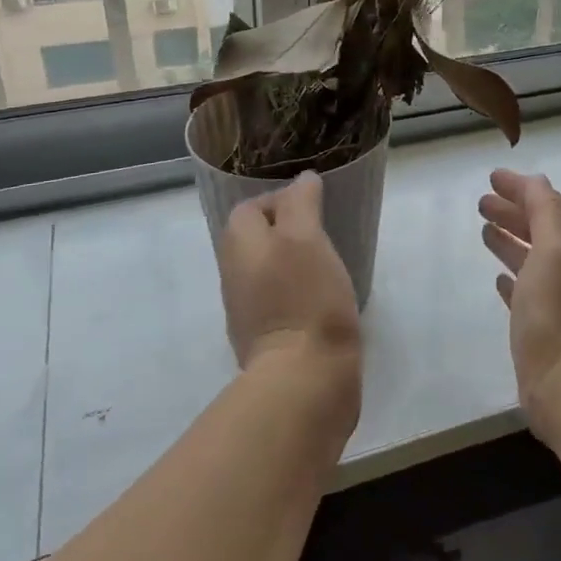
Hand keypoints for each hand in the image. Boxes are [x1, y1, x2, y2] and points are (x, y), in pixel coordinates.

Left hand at [219, 174, 361, 404]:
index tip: (315, 206)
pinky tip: (322, 296)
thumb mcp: (306, 237)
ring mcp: (246, 310)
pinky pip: (277, 298)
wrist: (303, 379)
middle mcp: (233, 274)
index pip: (250, 207)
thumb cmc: (306, 298)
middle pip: (255, 238)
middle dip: (287, 229)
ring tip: (327, 261)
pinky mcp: (265, 338)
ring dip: (292, 260)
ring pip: (266, 269)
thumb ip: (301, 203)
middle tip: (324, 232)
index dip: (281, 199)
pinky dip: (296, 290)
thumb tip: (303, 181)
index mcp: (239, 245)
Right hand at [478, 169, 560, 438]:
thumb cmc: (557, 308)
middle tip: (481, 202)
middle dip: (514, 211)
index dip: (523, 189)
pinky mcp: (543, 325)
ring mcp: (559, 297)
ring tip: (484, 229)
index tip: (493, 178)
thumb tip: (535, 182)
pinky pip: (526, 290)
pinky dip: (512, 276)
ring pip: (532, 258)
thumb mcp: (554, 247)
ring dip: (509, 239)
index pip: (551, 204)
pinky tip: (496, 278)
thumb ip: (545, 210)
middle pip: (540, 229)